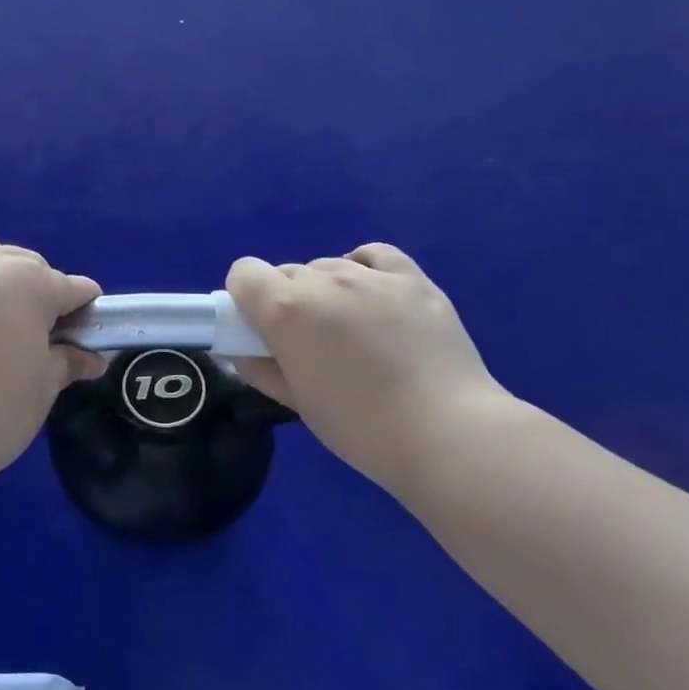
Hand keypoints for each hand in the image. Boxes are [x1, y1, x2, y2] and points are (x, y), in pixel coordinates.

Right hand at [226, 244, 507, 491]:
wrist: (446, 433)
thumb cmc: (359, 426)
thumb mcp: (297, 402)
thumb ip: (261, 368)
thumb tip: (241, 351)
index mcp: (285, 308)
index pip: (244, 273)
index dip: (246, 298)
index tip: (260, 329)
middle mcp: (323, 280)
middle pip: (287, 272)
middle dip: (287, 300)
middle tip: (310, 343)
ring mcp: (371, 276)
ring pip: (328, 266)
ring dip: (326, 291)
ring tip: (352, 330)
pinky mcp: (412, 280)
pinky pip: (374, 256)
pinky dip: (363, 268)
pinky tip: (372, 297)